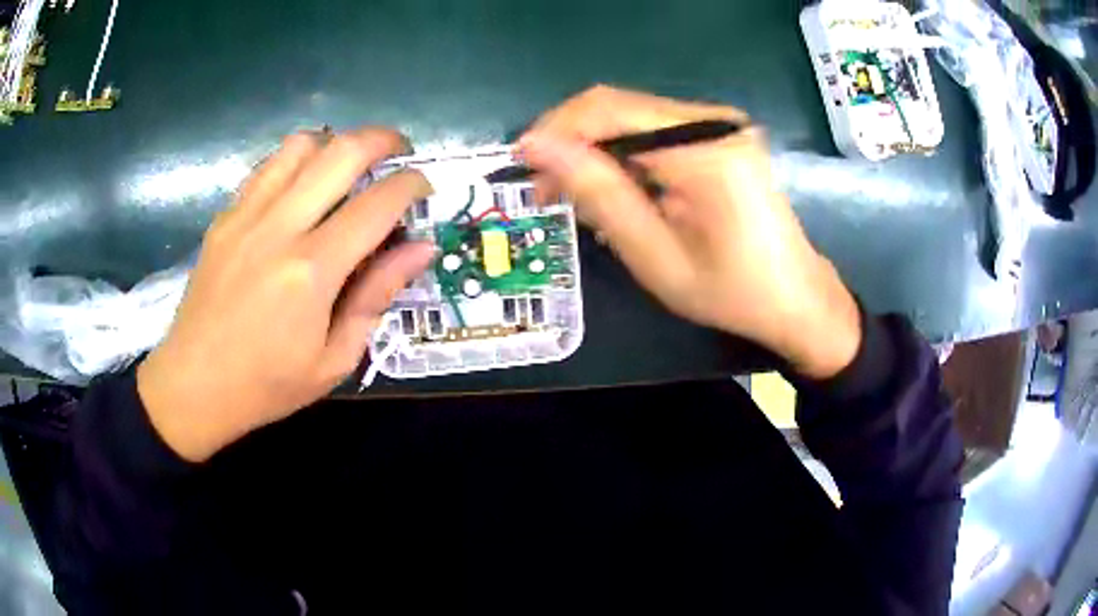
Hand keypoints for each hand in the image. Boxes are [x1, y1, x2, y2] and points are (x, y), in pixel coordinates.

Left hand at [138, 128, 434, 461]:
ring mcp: (246, 216)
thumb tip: (420, 248)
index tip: (425, 188)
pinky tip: (304, 185)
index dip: (412, 185)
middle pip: (341, 152)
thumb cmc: (267, 385)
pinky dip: (297, 161)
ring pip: (301, 145)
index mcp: (312, 272)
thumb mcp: (334, 360)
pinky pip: (268, 166)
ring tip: (348, 167)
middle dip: (383, 140)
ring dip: (336, 144)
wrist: (194, 385)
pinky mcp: (225, 217)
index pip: (377, 204)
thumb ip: (377, 296)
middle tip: (399, 153)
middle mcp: (279, 228)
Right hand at [520, 85, 859, 378]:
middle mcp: (715, 121)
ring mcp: (721, 125)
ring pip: (633, 117)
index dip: (556, 130)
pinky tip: (618, 190)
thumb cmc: (731, 292)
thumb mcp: (656, 255)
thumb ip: (599, 194)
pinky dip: (625, 156)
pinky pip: (655, 131)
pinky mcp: (721, 136)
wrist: (796, 299)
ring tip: (578, 197)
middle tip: (547, 190)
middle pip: (619, 107)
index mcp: (705, 150)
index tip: (522, 165)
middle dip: (572, 142)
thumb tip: (537, 148)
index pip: (609, 110)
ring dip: (596, 151)